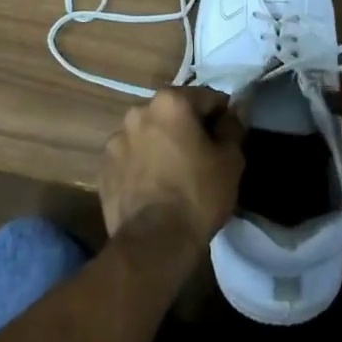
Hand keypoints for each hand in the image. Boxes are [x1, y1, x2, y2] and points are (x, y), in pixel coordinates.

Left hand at [100, 86, 244, 248]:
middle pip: (173, 113)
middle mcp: (138, 111)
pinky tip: (153, 188)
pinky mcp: (104, 167)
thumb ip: (233, 126)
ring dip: (161, 145)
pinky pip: (130, 158)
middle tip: (202, 157)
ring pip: (149, 134)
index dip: (222, 117)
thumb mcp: (230, 160)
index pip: (207, 98)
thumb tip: (237, 108)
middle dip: (187, 128)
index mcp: (170, 102)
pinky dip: (141, 165)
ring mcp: (116, 139)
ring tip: (174, 175)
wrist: (154, 243)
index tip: (227, 139)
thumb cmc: (198, 195)